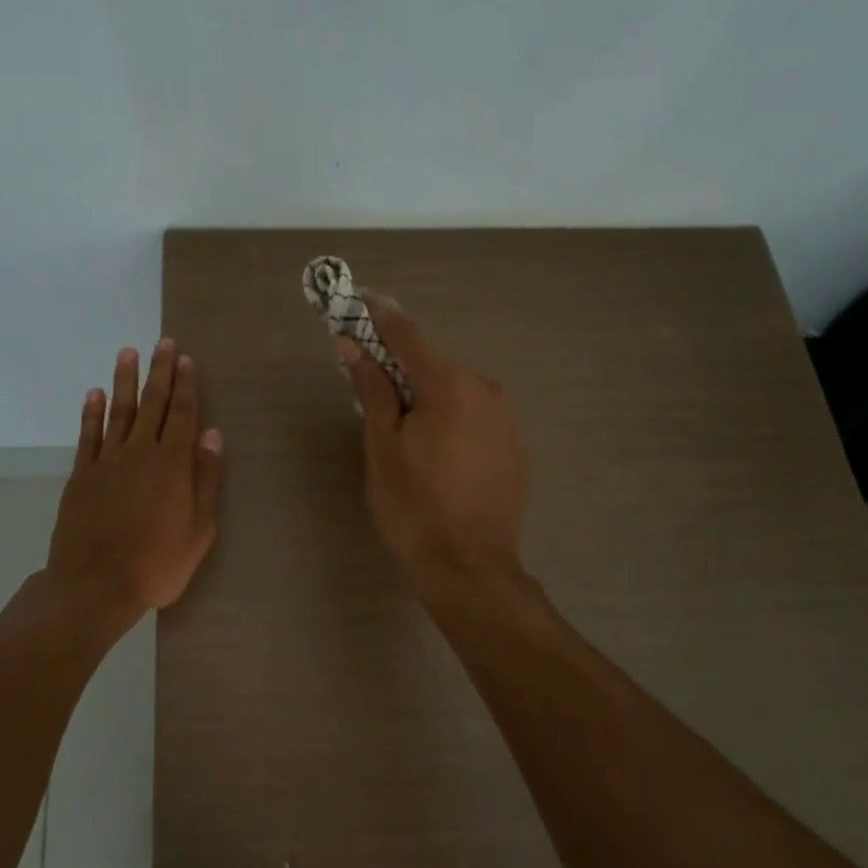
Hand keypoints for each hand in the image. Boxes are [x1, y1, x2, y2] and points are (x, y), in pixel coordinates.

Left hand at [47, 339, 224, 621]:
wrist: (95, 585)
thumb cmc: (156, 564)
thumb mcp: (199, 531)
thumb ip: (205, 480)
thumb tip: (212, 435)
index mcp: (172, 464)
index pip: (182, 414)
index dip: (186, 385)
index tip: (186, 359)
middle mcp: (140, 452)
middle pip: (152, 404)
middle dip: (159, 372)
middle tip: (162, 343)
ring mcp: (107, 461)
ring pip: (119, 411)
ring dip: (125, 381)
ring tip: (127, 353)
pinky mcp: (82, 474)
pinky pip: (88, 435)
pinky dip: (91, 412)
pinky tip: (94, 393)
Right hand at [341, 297, 527, 582]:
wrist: (471, 568)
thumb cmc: (414, 506)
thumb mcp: (382, 446)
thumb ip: (372, 390)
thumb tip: (353, 347)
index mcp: (451, 385)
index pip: (408, 336)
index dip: (379, 317)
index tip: (358, 298)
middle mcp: (486, 390)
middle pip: (433, 364)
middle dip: (399, 364)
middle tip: (367, 375)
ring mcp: (506, 418)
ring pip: (454, 390)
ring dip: (424, 393)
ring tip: (398, 424)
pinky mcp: (514, 445)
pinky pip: (473, 414)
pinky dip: (448, 415)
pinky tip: (433, 448)